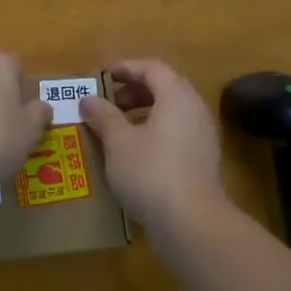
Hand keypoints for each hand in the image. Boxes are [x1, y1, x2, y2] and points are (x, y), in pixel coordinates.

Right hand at [79, 59, 227, 231]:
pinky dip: (154, 133)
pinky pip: (176, 134)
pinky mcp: (202, 162)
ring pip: (172, 113)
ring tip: (117, 128)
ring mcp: (202, 138)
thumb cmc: (150, 171)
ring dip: (143, 113)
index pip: (153, 69)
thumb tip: (88, 100)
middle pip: (165, 88)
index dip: (126, 68)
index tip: (103, 75)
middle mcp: (195, 111)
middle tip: (109, 102)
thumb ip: (103, 116)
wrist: (191, 223)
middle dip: (135, 91)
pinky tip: (133, 153)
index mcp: (177, 97)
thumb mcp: (118, 141)